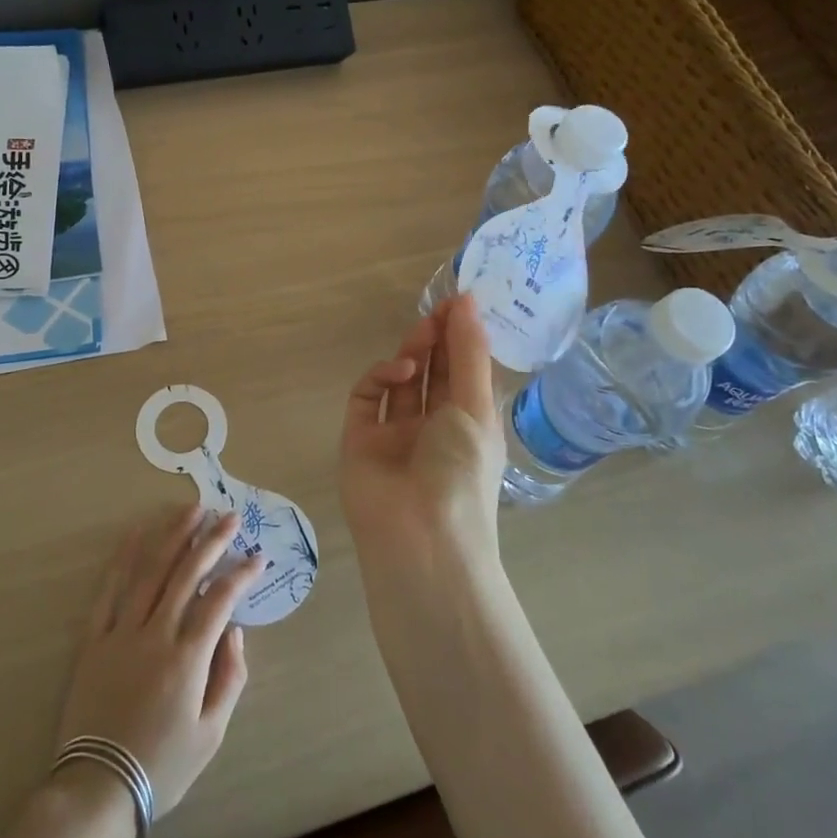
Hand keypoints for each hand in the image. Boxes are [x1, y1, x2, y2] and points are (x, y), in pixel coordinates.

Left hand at [55, 506, 262, 817]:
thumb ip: (230, 678)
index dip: (241, 574)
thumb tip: (235, 630)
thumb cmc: (161, 766)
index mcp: (187, 659)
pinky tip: (136, 533)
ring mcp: (121, 633)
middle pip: (186, 574)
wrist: (96, 789)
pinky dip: (123, 558)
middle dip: (211, 541)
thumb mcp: (211, 734)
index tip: (257, 557)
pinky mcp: (93, 640)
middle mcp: (155, 635)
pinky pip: (109, 590)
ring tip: (191, 510)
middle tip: (229, 516)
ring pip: (150, 572)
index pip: (220, 601)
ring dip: (173, 536)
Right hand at [340, 293, 505, 572]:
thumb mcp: (476, 408)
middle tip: (437, 311)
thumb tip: (469, 299)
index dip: (461, 337)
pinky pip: (367, 398)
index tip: (458, 302)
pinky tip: (399, 370)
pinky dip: (381, 377)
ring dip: (412, 353)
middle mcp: (432, 427)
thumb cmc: (462, 472)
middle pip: (432, 373)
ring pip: (401, 381)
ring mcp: (394, 434)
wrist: (420, 537)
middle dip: (437, 341)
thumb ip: (468, 352)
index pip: (464, 371)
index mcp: (468, 424)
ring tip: (422, 335)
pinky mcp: (360, 438)